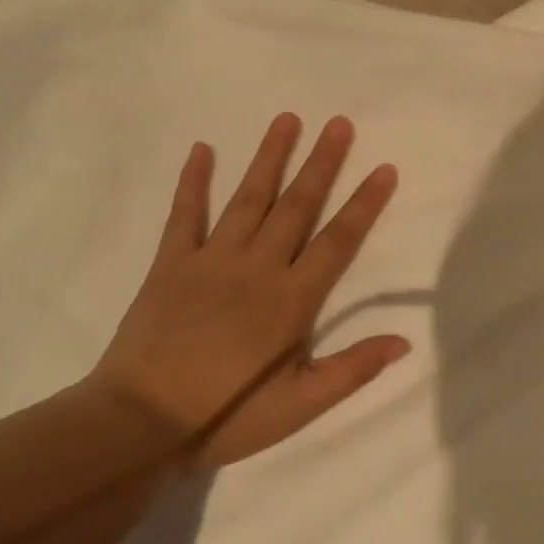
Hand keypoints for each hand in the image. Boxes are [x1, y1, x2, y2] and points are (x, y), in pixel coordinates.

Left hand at [86, 113, 406, 466]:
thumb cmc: (226, 416)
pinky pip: (184, 214)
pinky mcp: (171, 264)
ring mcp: (211, 260)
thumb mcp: (299, 406)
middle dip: (322, 163)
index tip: (383, 169)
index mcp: (291, 300)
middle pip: (297, 206)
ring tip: (287, 119)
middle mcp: (256, 268)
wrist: (139, 423)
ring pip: (248, 198)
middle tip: (340, 123)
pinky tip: (202, 149)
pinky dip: (193, 181)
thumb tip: (404, 342)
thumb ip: (352, 370)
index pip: (337, 242)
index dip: (364, 205)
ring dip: (270, 157)